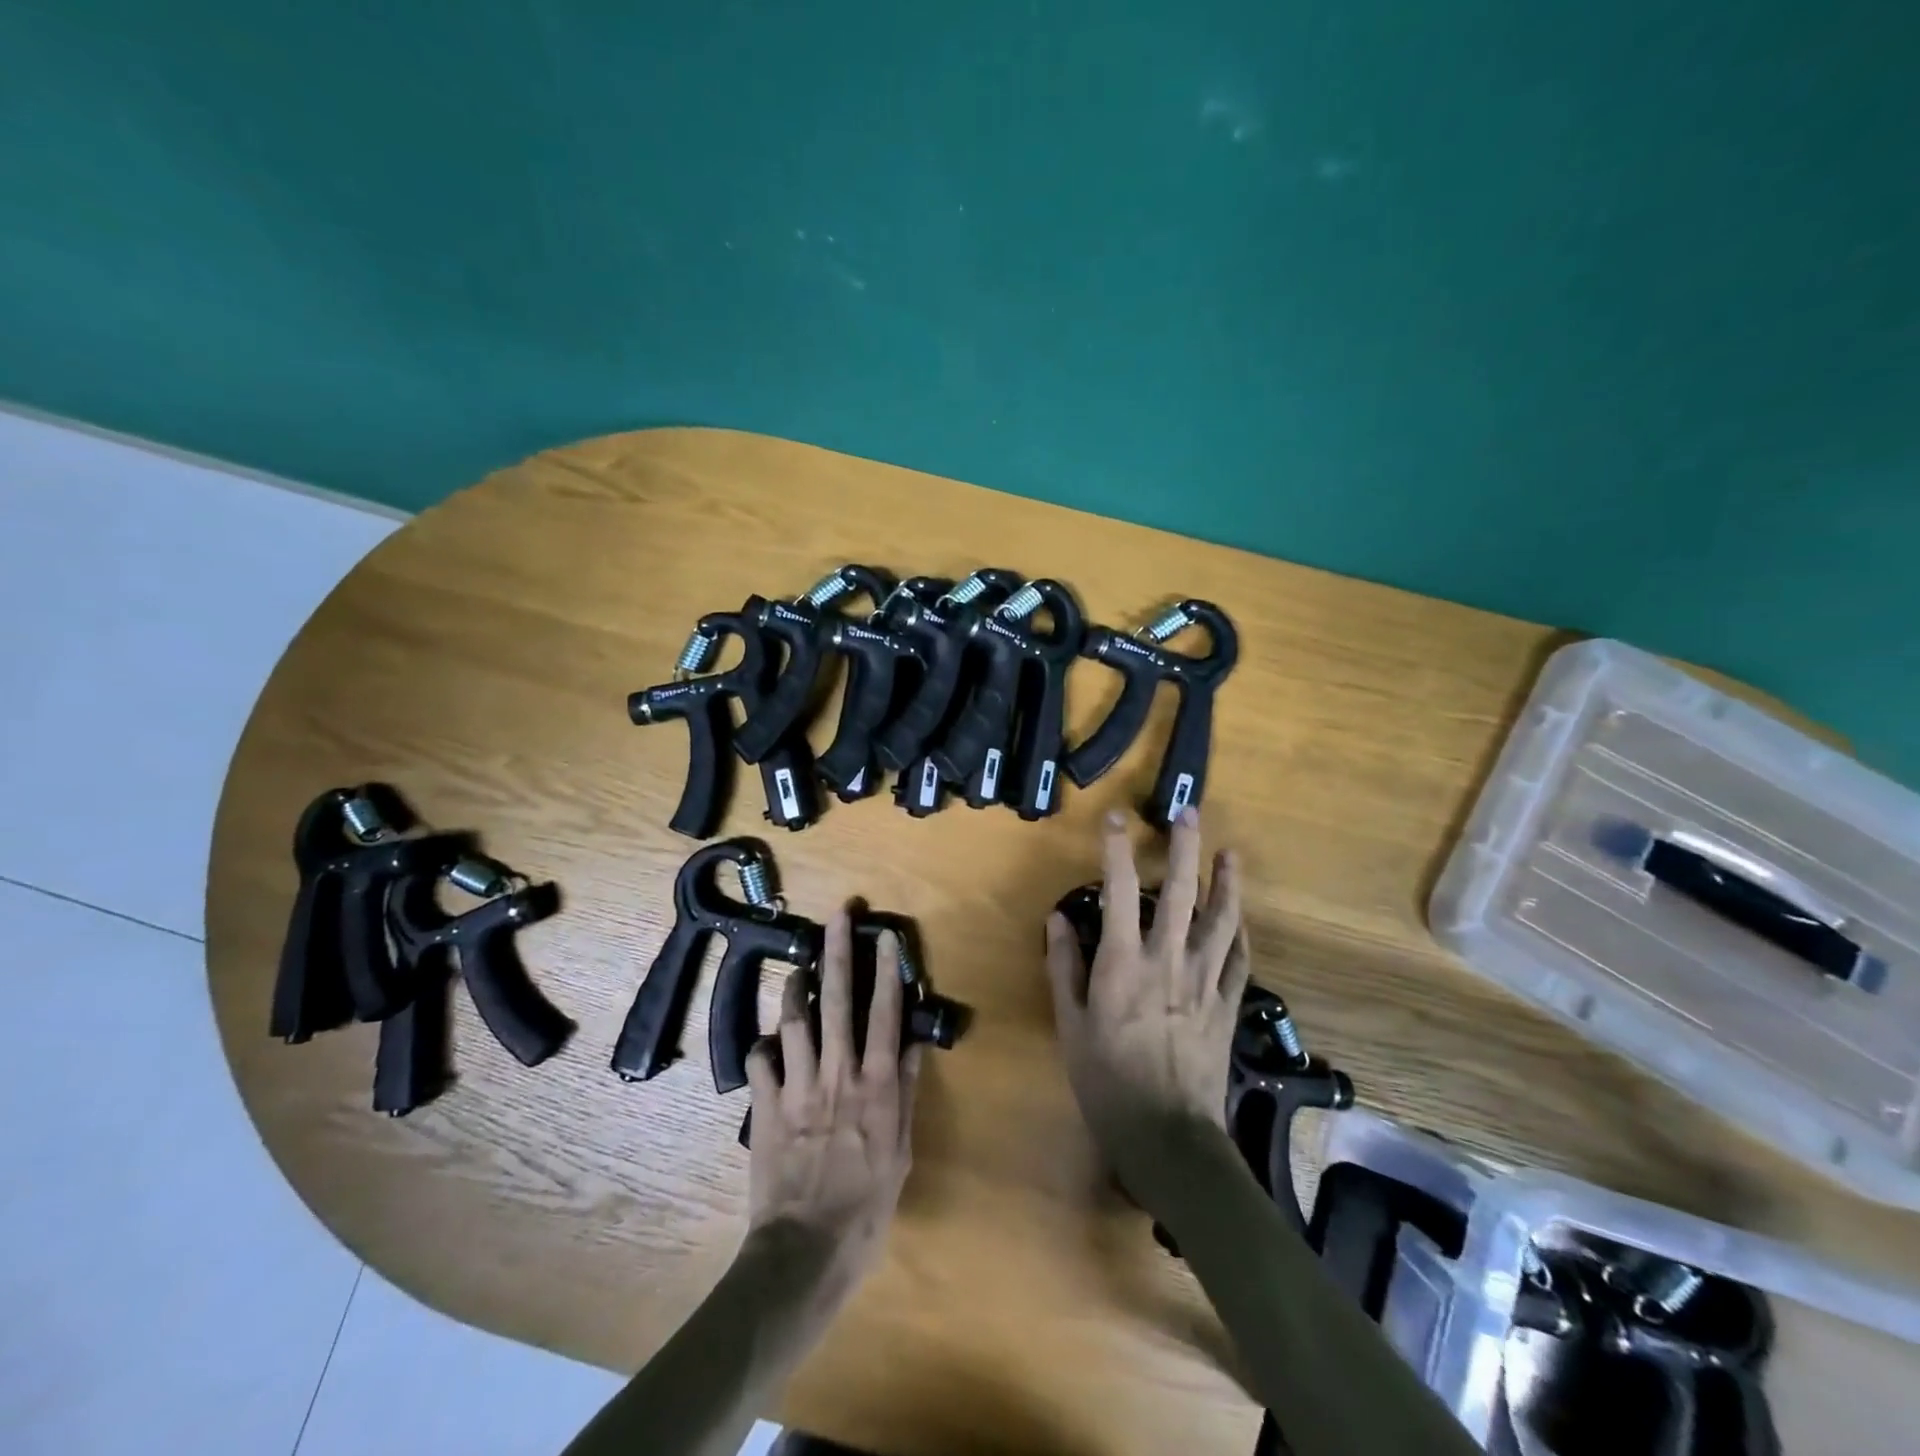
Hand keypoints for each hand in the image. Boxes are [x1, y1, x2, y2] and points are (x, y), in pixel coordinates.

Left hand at [744, 908, 920, 1279]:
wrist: (805, 1251)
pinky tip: (767, 1043)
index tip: (886, 936)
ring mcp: (797, 1087)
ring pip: (794, 1020)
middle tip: (838, 916)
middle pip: (838, 1000)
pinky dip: (763, 1047)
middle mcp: (837, 1073)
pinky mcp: (765, 1107)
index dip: (886, 971)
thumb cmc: (866, 1206)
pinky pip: (760, 1062)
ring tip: (800, 970)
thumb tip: (911, 1044)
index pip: (884, 1013)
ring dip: (797, 989)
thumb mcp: (901, 1152)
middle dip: (838, 953)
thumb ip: (905, 1093)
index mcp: (874, 1084)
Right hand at [1045, 808, 1248, 1186]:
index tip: (1115, 819)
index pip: (1118, 892)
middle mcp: (1167, 961)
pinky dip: (1240, 933)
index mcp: (1122, 964)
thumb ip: (1064, 967)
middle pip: (1180, 893)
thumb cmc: (1106, 1081)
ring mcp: (1204, 982)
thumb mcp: (1069, 1024)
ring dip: (1227, 883)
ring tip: (1230, 854)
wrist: (1166, 1136)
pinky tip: (1241, 917)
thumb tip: (1059, 918)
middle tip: (1189, 812)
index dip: (1116, 850)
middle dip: (1185, 847)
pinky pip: (1238, 960)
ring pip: (1221, 920)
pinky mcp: (1227, 1006)